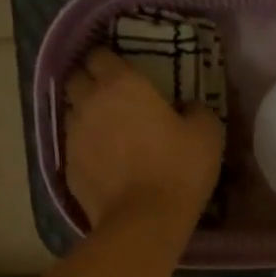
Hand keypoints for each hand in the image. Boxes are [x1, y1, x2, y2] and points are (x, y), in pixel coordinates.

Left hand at [65, 49, 222, 229]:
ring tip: (106, 130)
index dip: (110, 61)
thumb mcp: (207, 134)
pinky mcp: (68, 166)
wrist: (144, 221)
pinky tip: (104, 161)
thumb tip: (187, 107)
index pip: (100, 55)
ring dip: (86, 115)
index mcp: (122, 85)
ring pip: (72, 112)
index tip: (123, 72)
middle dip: (90, 82)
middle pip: (76, 78)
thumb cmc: (179, 170)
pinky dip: (86, 148)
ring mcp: (74, 135)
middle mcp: (90, 102)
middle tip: (112, 97)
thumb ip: (196, 111)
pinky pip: (74, 146)